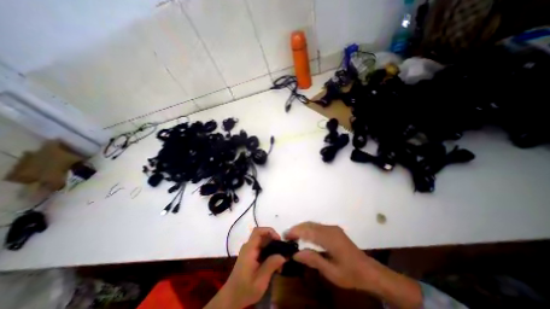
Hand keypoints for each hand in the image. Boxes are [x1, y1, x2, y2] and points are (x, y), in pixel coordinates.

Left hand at [204, 227, 285, 308]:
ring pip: (264, 243)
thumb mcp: (260, 281)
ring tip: (280, 262)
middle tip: (283, 253)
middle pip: (263, 236)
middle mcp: (249, 247)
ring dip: (273, 249)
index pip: (258, 231)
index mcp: (249, 249)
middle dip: (274, 242)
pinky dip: (270, 254)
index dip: (269, 231)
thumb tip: (283, 255)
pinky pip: (262, 249)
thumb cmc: (245, 289)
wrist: (231, 298)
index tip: (279, 240)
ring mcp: (250, 251)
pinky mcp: (251, 256)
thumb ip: (271, 265)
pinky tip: (275, 265)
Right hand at [285, 222, 422, 308]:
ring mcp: (332, 228)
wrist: (369, 271)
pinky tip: (304, 236)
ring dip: (302, 228)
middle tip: (287, 236)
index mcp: (330, 238)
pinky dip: (308, 229)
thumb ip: (313, 260)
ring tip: (293, 236)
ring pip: (313, 224)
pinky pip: (317, 226)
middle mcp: (330, 229)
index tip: (285, 236)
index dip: (296, 232)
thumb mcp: (331, 272)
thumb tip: (296, 254)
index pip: (308, 231)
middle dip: (297, 228)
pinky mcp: (334, 230)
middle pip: (310, 224)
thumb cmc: (350, 274)